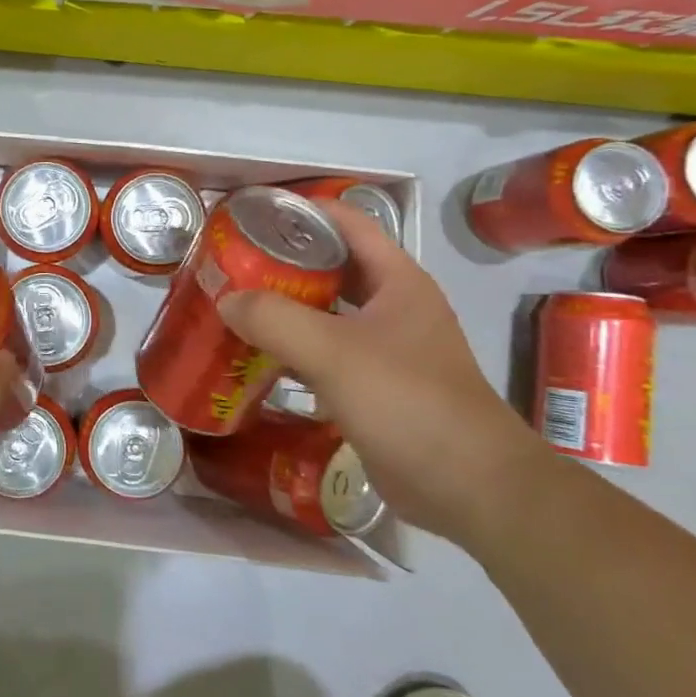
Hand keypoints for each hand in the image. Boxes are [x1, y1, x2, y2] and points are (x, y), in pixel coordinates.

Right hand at [219, 201, 546, 545]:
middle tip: (232, 265)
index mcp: (397, 281)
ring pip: (327, 315)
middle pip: (333, 269)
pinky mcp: (374, 389)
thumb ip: (275, 319)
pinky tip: (258, 359)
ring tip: (235, 306)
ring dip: (286, 309)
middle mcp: (394, 307)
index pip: (348, 223)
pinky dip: (293, 352)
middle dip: (284, 263)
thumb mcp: (334, 352)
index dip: (303, 211)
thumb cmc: (407, 400)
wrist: (468, 486)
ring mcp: (386, 350)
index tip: (253, 213)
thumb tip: (227, 301)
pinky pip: (326, 356)